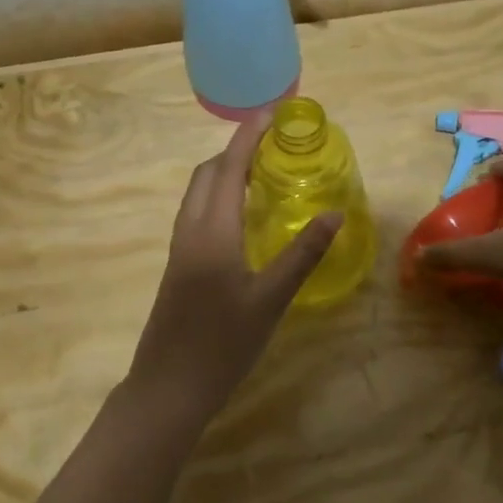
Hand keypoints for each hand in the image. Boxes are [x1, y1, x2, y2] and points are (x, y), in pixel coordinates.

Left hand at [127, 112, 341, 418]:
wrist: (168, 388)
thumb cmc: (223, 344)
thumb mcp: (271, 300)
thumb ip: (302, 254)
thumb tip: (334, 213)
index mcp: (212, 231)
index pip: (229, 168)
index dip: (248, 137)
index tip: (269, 113)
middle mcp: (190, 230)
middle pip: (208, 173)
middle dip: (235, 150)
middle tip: (272, 144)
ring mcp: (179, 248)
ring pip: (198, 193)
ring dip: (224, 172)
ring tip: (260, 172)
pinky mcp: (178, 265)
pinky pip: (197, 212)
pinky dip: (218, 196)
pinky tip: (241, 216)